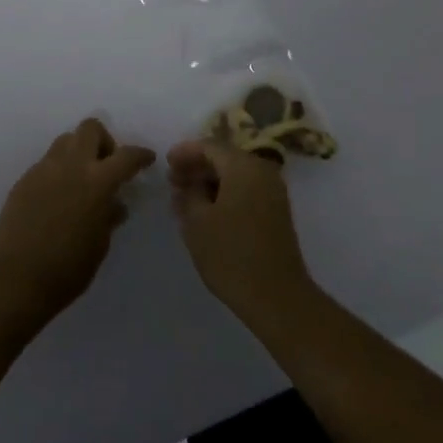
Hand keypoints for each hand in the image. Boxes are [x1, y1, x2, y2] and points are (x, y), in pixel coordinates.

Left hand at [0, 118, 154, 329]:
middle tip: (106, 166)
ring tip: (80, 180)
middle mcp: (71, 166)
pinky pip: (46, 163)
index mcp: (97, 181)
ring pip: (65, 140)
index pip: (126, 156)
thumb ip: (109, 217)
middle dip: (104, 141)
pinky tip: (57, 197)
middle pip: (91, 129)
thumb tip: (114, 205)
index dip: (141, 155)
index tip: (147, 159)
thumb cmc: (67, 269)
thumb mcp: (99, 245)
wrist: (15, 279)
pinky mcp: (24, 180)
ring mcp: (44, 170)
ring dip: (79, 152)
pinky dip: (58, 171)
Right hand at [168, 141, 317, 326]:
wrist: (277, 296)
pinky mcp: (276, 212)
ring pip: (236, 175)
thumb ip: (188, 195)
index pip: (210, 146)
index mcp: (244, 166)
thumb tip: (186, 184)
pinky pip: (246, 190)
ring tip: (185, 197)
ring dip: (210, 181)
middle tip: (173, 181)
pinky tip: (207, 211)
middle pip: (225, 158)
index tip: (166, 163)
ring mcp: (273, 192)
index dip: (186, 151)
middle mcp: (263, 171)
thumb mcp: (197, 222)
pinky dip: (225, 193)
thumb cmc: (231, 254)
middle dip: (197, 166)